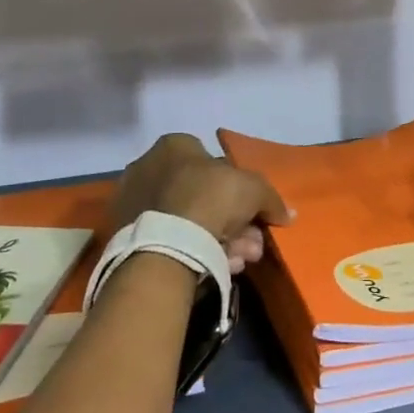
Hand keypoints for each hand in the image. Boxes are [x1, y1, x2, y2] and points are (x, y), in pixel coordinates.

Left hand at [112, 134, 291, 274]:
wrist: (166, 245)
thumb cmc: (209, 199)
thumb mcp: (252, 190)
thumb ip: (270, 198)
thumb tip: (287, 214)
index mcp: (173, 145)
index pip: (211, 161)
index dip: (236, 189)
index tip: (251, 215)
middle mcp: (148, 166)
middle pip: (201, 195)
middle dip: (232, 221)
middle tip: (250, 244)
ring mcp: (134, 201)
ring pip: (187, 220)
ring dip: (219, 239)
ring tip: (239, 261)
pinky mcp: (125, 235)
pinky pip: (170, 238)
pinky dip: (194, 250)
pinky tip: (217, 266)